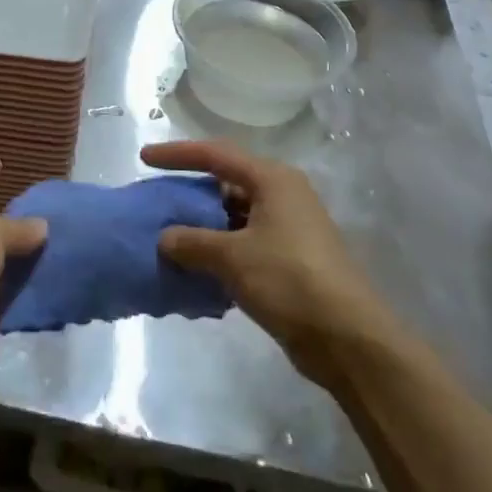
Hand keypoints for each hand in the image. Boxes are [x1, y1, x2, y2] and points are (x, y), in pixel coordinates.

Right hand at [141, 140, 391, 386]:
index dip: (177, 154)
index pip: (215, 154)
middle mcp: (282, 196)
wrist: (347, 337)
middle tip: (156, 202)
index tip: (144, 157)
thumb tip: (165, 238)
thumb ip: (192, 242)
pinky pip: (243, 243)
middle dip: (189, 193)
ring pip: (233, 216)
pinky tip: (194, 268)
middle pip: (225, 183)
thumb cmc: (289, 280)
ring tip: (168, 238)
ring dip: (202, 227)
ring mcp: (288, 228)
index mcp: (272, 180)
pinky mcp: (289, 259)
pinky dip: (218, 250)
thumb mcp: (232, 257)